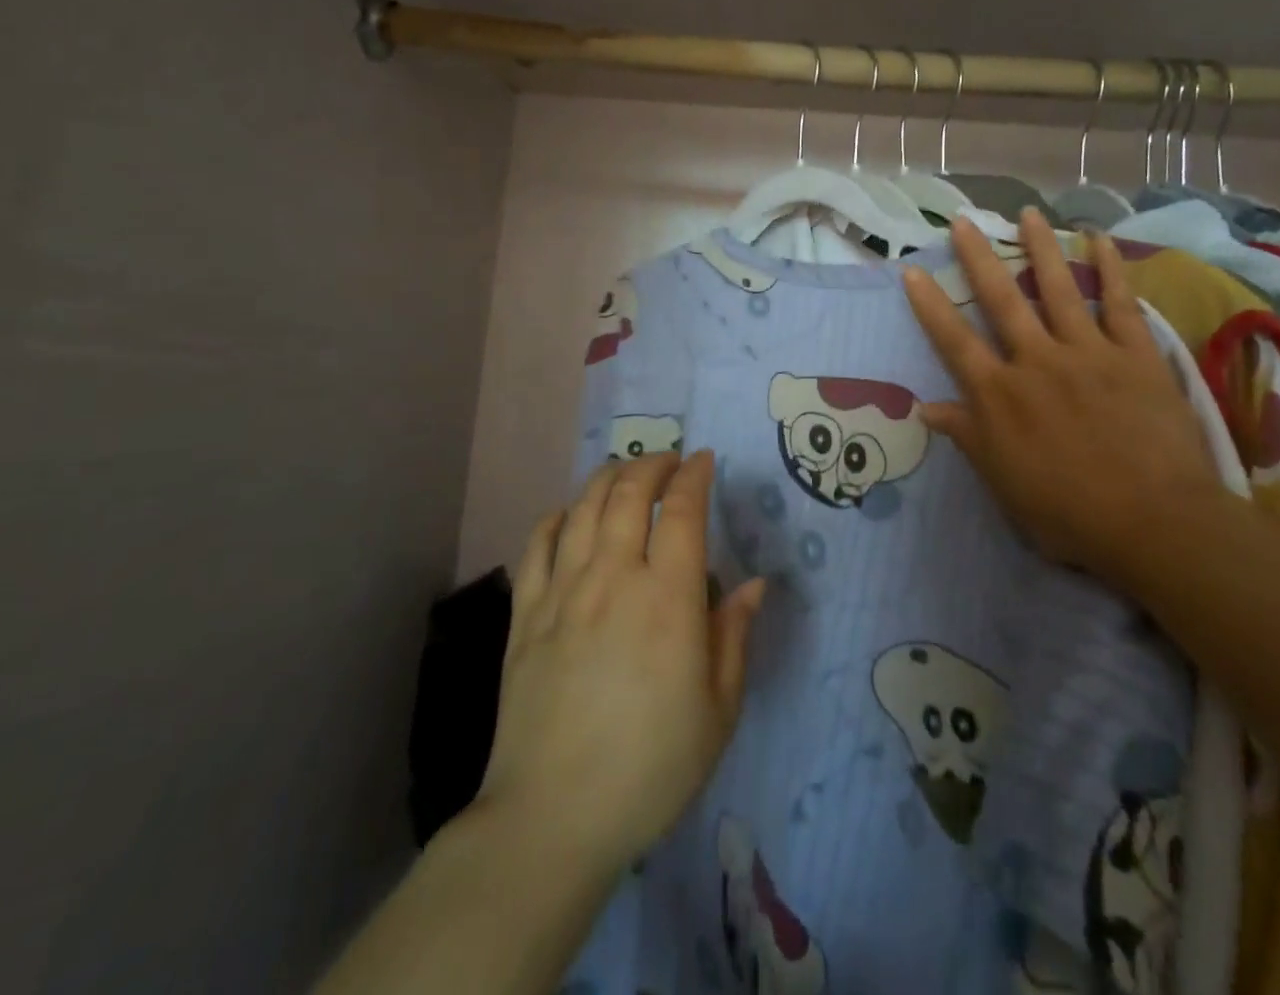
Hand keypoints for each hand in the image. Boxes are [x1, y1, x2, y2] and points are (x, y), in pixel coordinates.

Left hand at [478, 452, 764, 876]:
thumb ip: (735, 637)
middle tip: (670, 462)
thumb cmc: (651, 768)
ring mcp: (563, 591)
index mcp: (667, 598)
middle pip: (630, 492)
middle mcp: (613, 577)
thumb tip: (754, 584)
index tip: (705, 461)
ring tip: (626, 472)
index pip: (683, 511)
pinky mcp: (525, 613)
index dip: (695, 476)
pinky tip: (569, 515)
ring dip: (609, 477)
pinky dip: (557, 516)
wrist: (552, 818)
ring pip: (584, 506)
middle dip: (654, 464)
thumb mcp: (718, 711)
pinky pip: (538, 543)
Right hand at [903, 209, 1232, 592]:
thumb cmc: (1068, 512)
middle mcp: (1036, 361)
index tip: (912, 271)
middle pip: (1000, 300)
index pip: (954, 341)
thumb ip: (967, 437)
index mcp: (999, 395)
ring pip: (1057, 289)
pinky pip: (1121, 304)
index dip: (930, 305)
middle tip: (963, 221)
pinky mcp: (1135, 355)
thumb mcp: (1003, 482)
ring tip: (1026, 214)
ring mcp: (1087, 353)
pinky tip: (1099, 240)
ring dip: (1039, 249)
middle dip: (978, 258)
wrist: (1154, 523)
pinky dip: (1110, 270)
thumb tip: (925, 408)